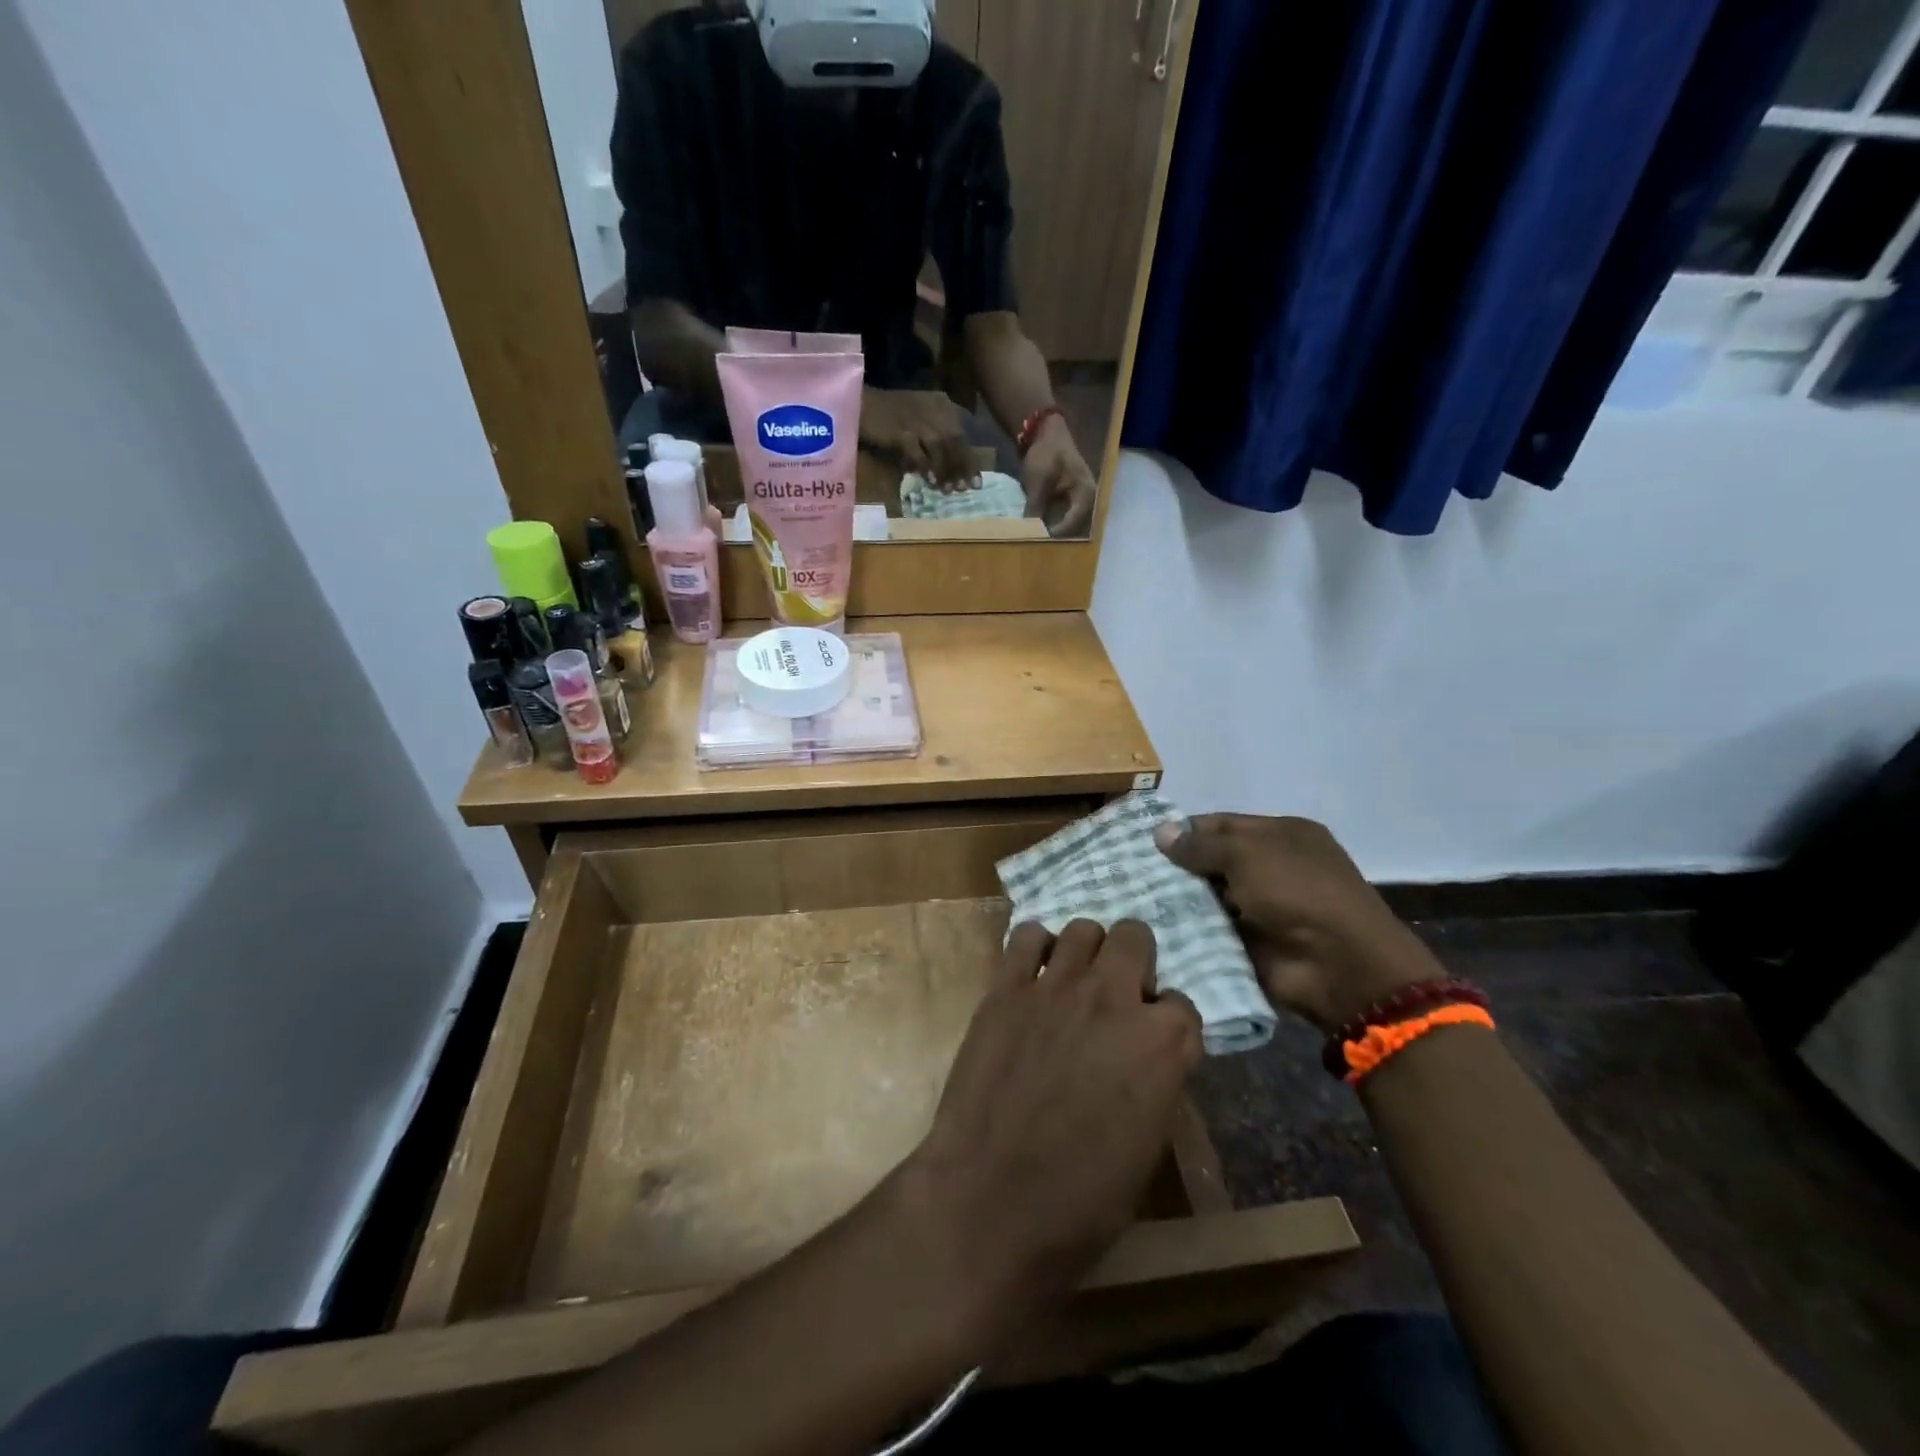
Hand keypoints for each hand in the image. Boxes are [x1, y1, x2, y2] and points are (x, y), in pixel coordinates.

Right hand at [860, 387, 979, 490]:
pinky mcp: (900, 429)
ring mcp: (915, 418)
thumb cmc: (890, 414)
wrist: (859, 403)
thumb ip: (936, 437)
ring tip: (949, 490)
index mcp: (940, 404)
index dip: (970, 460)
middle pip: (954, 440)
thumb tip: (951, 467)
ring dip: (946, 469)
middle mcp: (932, 408)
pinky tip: (930, 481)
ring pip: (939, 446)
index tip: (976, 482)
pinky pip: (917, 451)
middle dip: (961, 467)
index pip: (961, 434)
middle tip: (965, 489)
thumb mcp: (919, 418)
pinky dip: (925, 466)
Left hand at [905, 920, 1200, 1332]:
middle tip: (1117, 995)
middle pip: (1136, 938)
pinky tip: (1032, 975)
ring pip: (1084, 929)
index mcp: (1163, 1045)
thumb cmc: (1080, 1201)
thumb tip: (1144, 1061)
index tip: (1153, 1042)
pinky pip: (1026, 936)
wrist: (990, 1199)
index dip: (1168, 1023)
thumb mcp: (1146, 1149)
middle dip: (1134, 961)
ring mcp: (1057, 986)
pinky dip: (1035, 947)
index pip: (1183, 1006)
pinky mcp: (1007, 987)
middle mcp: (1115, 999)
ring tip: (1074, 982)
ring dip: (1087, 951)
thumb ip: (1154, 1084)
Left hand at [1020, 414, 1096, 536]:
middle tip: (1035, 545)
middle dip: (1053, 536)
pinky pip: (1061, 517)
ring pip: (1066, 524)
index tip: (1036, 541)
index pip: (1072, 524)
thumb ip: (1035, 508)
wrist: (1046, 432)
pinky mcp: (1069, 500)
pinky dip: (1050, 522)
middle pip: (1072, 528)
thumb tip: (1028, 531)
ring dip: (1051, 531)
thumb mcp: (1039, 482)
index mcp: (1085, 495)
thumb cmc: (1046, 454)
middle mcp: (1087, 501)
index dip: (1054, 535)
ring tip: (1035, 539)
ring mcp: (1079, 501)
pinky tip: (1036, 528)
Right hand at [1154, 815, 1442, 1032]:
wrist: (1339, 964)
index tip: (1143, 839)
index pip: (1223, 824)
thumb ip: (1202, 844)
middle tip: (1129, 870)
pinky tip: (1152, 926)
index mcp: (1282, 835)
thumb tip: (1160, 832)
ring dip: (1179, 899)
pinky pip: (1212, 931)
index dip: (1185, 829)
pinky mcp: (1252, 943)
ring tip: (1132, 897)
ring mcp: (1263, 908)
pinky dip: (1189, 929)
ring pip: (1209, 897)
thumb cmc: (1297, 891)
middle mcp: (1273, 868)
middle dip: (1177, 867)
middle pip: (1214, 861)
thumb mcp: (1247, 853)